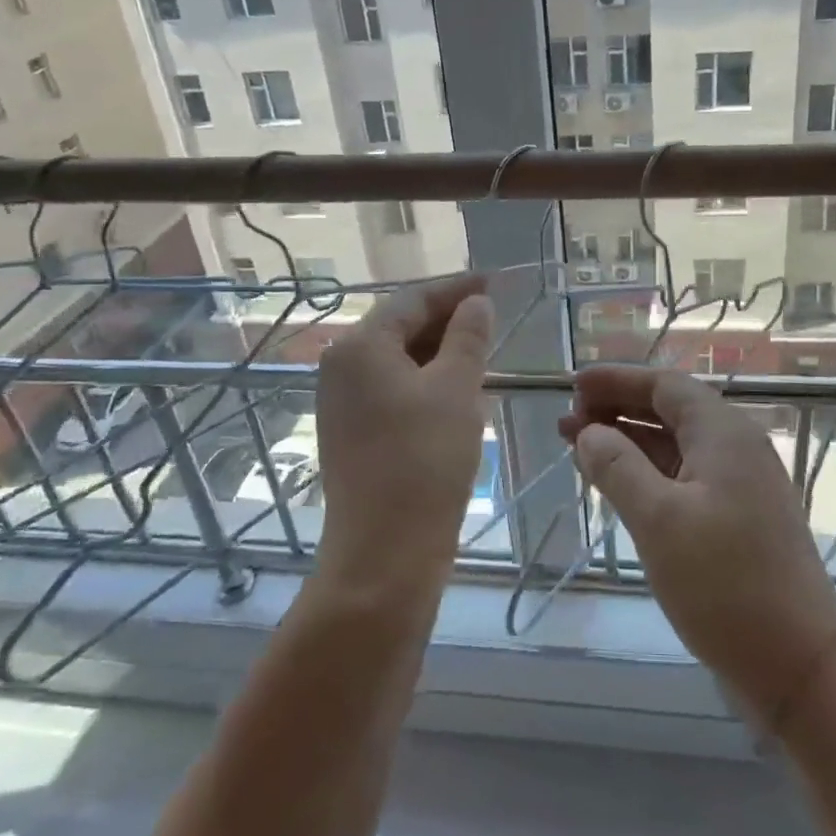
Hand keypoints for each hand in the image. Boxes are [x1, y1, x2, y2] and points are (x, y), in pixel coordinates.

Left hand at [314, 274, 492, 601]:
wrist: (385, 554)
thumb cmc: (424, 461)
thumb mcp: (457, 390)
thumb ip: (468, 337)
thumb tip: (476, 303)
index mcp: (360, 346)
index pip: (413, 299)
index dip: (456, 288)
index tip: (494, 281)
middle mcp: (342, 367)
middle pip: (400, 326)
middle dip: (448, 318)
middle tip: (493, 314)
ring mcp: (343, 403)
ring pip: (398, 359)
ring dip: (440, 350)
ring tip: (482, 347)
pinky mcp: (353, 432)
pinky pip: (393, 388)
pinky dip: (426, 380)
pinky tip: (457, 388)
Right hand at [559, 366, 835, 717]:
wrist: (798, 665)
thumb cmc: (726, 584)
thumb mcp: (659, 520)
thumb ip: (617, 468)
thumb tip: (588, 432)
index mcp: (724, 433)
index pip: (664, 385)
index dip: (617, 380)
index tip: (573, 384)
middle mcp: (736, 448)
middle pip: (669, 411)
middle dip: (617, 410)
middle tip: (567, 420)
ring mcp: (740, 485)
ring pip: (674, 446)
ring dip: (628, 442)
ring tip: (578, 447)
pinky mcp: (737, 519)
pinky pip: (683, 477)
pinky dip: (647, 473)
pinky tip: (617, 485)